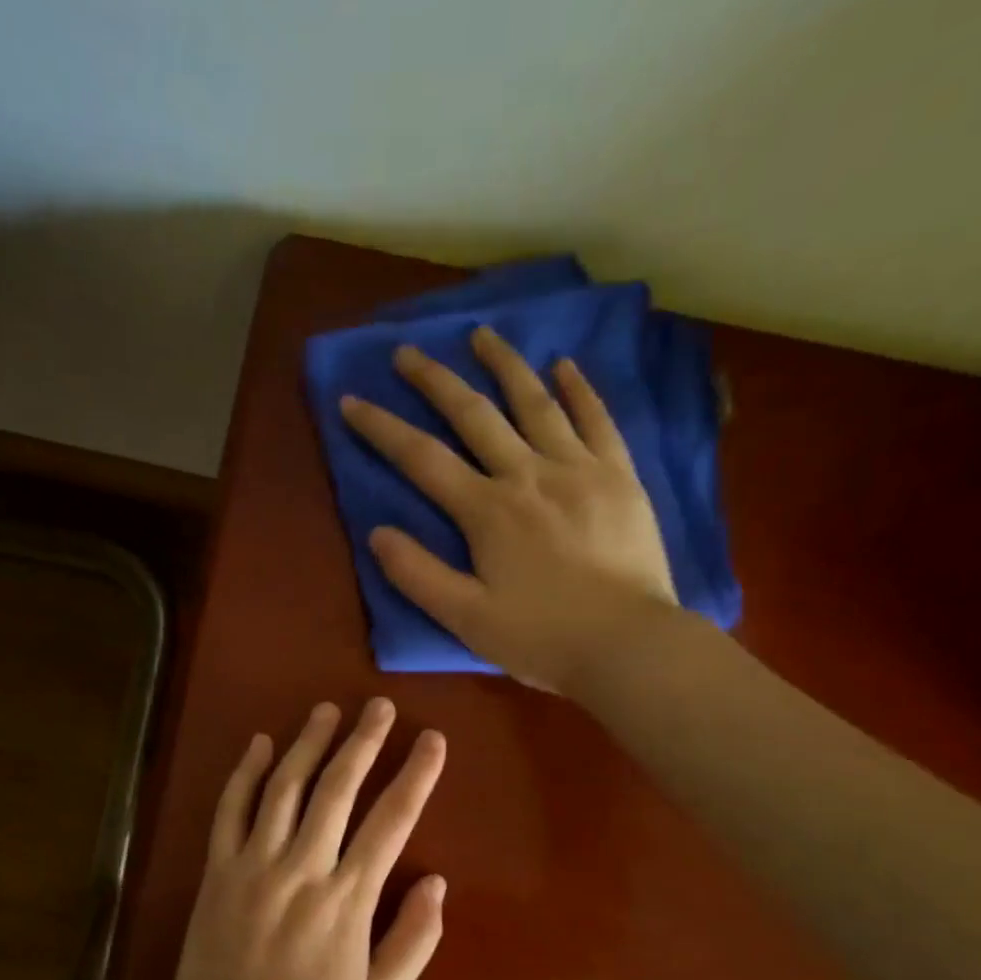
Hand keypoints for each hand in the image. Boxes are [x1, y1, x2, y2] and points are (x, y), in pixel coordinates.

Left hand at [169, 698, 446, 979]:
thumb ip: (414, 939)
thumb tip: (437, 881)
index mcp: (348, 898)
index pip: (391, 821)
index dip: (415, 775)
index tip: (432, 740)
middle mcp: (302, 869)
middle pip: (338, 789)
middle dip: (362, 742)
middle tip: (378, 706)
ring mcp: (254, 864)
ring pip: (284, 788)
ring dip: (308, 744)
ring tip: (327, 711)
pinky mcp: (218, 869)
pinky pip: (230, 810)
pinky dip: (244, 773)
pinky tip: (259, 743)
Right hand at [340, 326, 677, 692]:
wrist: (629, 645)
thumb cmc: (541, 638)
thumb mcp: (465, 618)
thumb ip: (418, 575)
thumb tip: (378, 533)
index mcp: (487, 511)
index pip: (422, 459)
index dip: (381, 428)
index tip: (351, 401)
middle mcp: (528, 475)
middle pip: (474, 415)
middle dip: (435, 381)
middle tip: (408, 351)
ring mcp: (579, 469)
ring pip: (535, 403)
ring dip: (504, 365)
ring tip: (481, 335)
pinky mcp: (619, 477)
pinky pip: (597, 419)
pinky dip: (579, 389)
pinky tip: (564, 365)